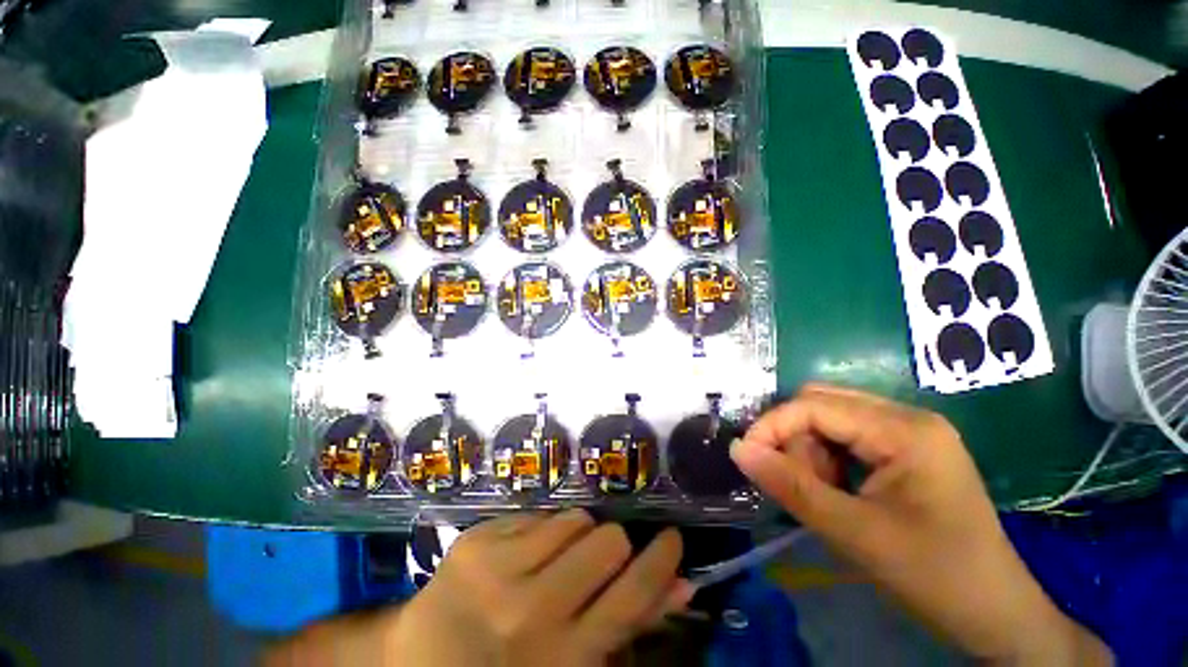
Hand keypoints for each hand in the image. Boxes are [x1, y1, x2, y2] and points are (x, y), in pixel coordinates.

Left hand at [389, 510, 689, 665]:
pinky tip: (525, 553)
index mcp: (563, 657)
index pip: (633, 594)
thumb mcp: (575, 663)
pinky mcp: (476, 541)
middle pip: (608, 541)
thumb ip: (630, 623)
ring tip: (558, 557)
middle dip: (613, 545)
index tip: (672, 538)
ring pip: (575, 519)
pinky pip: (538, 513)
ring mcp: (498, 570)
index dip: (662, 559)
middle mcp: (532, 611)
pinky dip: (544, 530)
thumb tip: (682, 584)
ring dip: (578, 534)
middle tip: (599, 559)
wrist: (420, 662)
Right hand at [731, 384, 1110, 664]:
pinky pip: (847, 437)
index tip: (748, 457)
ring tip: (822, 495)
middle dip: (794, 438)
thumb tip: (738, 449)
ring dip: (810, 451)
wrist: (996, 615)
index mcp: (904, 430)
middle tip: (795, 483)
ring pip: (830, 419)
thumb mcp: (855, 534)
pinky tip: (837, 491)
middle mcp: (906, 418)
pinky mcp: (906, 451)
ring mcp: (909, 433)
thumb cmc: (935, 577)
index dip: (773, 425)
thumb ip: (791, 487)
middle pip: (821, 404)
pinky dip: (827, 459)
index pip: (814, 405)